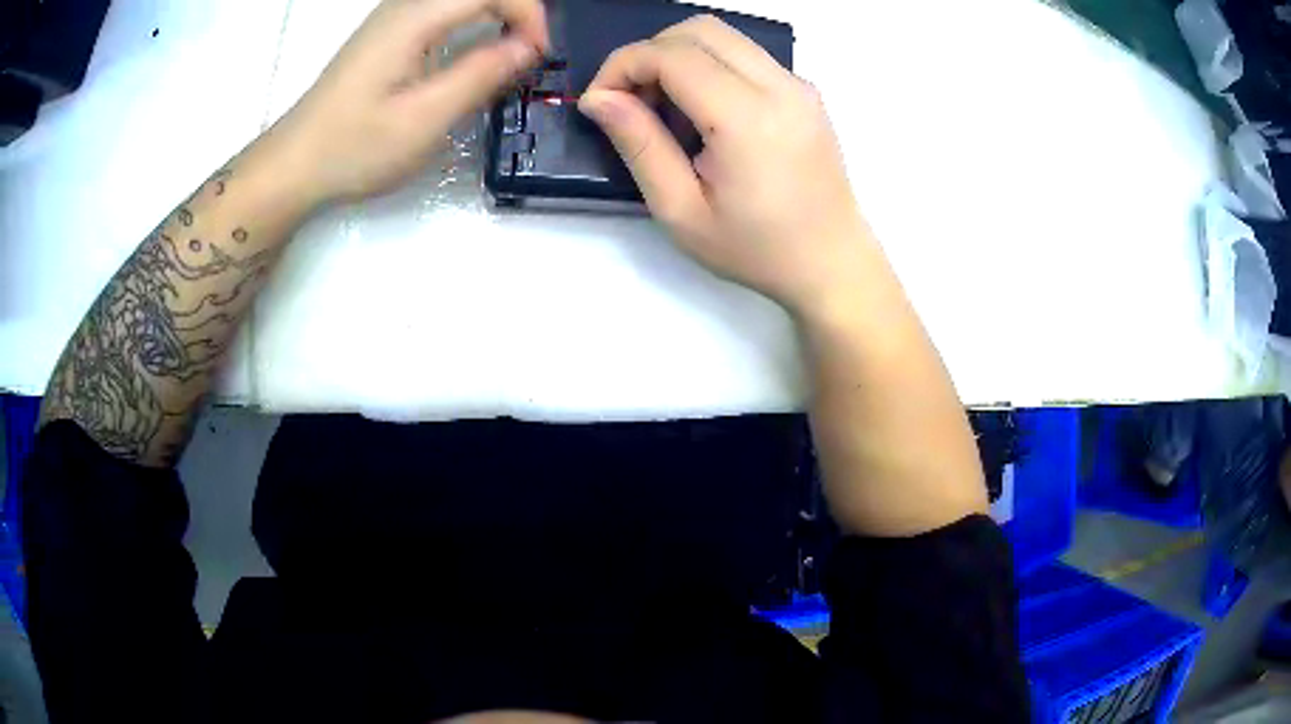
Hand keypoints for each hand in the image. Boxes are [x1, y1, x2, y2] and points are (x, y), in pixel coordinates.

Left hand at [279, 0, 548, 203]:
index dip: (529, 13)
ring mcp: (392, 18)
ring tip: (512, 53)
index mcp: (413, 19)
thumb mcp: (423, 120)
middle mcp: (403, 6)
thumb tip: (527, 47)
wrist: (292, 165)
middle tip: (531, 54)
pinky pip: (443, 11)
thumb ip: (479, 75)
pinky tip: (474, 53)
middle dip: (517, 11)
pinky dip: (473, 22)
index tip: (541, 55)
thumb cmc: (353, 148)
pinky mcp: (387, 35)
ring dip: (497, 15)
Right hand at [579, 16, 866, 313]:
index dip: (623, 66)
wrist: (832, 262)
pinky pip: (745, 55)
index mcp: (748, 118)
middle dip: (649, 53)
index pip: (672, 55)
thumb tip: (598, 99)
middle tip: (631, 100)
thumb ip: (639, 146)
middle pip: (698, 30)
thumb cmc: (757, 250)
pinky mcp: (804, 91)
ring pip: (723, 36)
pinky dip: (709, 65)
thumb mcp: (682, 211)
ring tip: (663, 106)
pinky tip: (702, 111)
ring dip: (678, 56)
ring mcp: (798, 84)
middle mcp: (780, 86)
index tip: (599, 101)